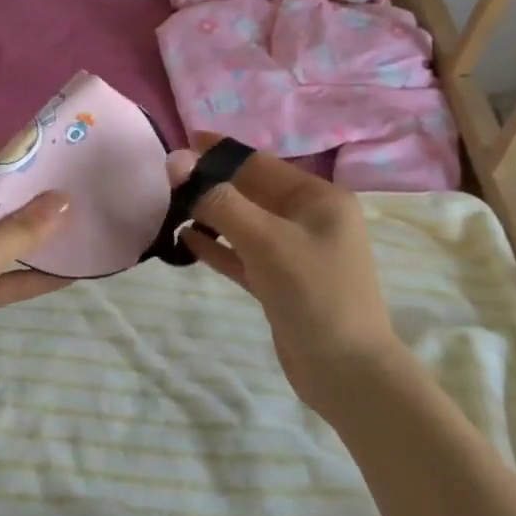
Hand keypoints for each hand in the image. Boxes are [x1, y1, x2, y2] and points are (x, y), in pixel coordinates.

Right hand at [168, 133, 404, 412]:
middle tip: (166, 179)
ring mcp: (296, 252)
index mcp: (318, 198)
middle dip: (212, 184)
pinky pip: (244, 254)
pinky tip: (186, 239)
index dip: (220, 151)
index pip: (260, 163)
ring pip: (245, 223)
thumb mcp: (266, 241)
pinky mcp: (281, 282)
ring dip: (211, 215)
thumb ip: (220, 201)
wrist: (348, 375)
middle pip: (251, 191)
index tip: (182, 140)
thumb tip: (177, 161)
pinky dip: (218, 246)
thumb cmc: (314, 294)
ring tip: (169, 207)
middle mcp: (309, 219)